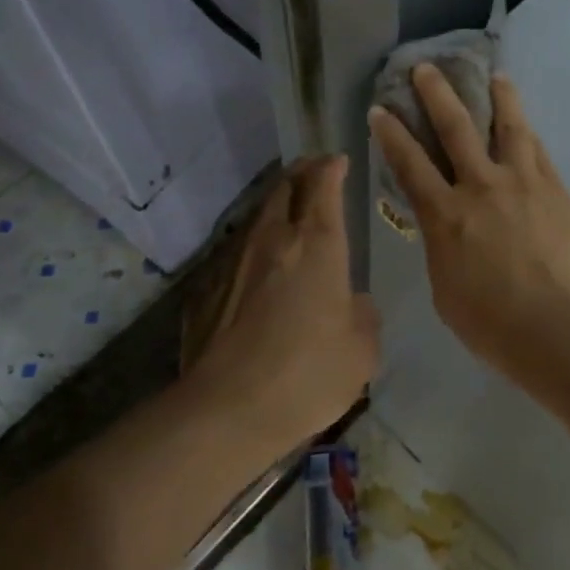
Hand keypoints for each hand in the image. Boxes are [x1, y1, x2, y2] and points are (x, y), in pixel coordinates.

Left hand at [188, 157, 379, 455]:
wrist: (227, 409)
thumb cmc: (308, 375)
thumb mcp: (362, 350)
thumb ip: (364, 314)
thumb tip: (352, 302)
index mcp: (318, 245)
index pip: (323, 185)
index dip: (332, 167)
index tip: (338, 160)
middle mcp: (274, 239)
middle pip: (285, 187)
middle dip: (302, 173)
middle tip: (314, 173)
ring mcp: (233, 260)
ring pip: (257, 215)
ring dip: (275, 204)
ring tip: (287, 210)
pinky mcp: (205, 286)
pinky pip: (235, 250)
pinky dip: (253, 244)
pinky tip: (256, 264)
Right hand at [370, 63, 569, 371]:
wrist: (552, 324)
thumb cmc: (488, 319)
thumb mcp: (444, 285)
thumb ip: (441, 246)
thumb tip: (447, 227)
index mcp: (445, 214)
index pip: (410, 163)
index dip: (391, 134)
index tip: (381, 109)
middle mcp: (480, 186)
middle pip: (456, 128)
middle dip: (436, 94)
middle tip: (426, 68)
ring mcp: (522, 182)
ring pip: (509, 127)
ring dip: (499, 97)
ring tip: (496, 76)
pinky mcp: (555, 189)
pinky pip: (539, 151)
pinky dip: (528, 132)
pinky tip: (526, 123)